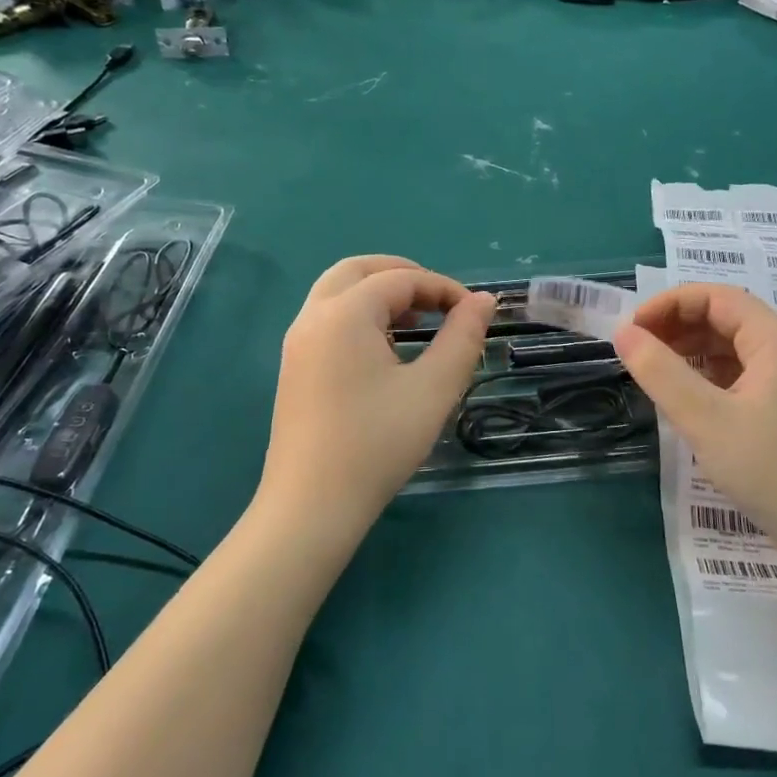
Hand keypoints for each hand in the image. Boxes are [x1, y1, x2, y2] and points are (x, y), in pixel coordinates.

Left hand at [258, 256, 494, 534]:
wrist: (312, 506)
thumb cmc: (378, 443)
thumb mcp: (433, 388)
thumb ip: (462, 337)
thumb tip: (483, 301)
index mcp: (344, 314)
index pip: (399, 279)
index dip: (442, 287)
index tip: (474, 313)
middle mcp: (313, 317)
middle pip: (357, 270)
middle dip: (403, 275)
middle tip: (439, 300)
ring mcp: (296, 343)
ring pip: (337, 292)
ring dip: (378, 293)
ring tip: (416, 322)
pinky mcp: (293, 368)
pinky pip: (326, 318)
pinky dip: (358, 314)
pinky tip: (384, 350)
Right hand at [612, 285, 776, 540]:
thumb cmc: (771, 469)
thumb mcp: (705, 418)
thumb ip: (660, 372)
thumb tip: (623, 333)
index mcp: (776, 340)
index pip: (716, 297)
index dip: (669, 304)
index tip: (632, 329)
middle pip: (726, 318)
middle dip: (678, 326)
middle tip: (638, 351)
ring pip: (733, 349)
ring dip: (692, 351)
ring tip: (655, 373)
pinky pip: (742, 377)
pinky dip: (709, 377)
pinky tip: (688, 401)